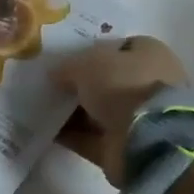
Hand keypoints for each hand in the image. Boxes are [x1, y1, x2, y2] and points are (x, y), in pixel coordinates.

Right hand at [52, 36, 190, 185]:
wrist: (147, 139)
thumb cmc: (123, 85)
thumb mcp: (87, 64)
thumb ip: (68, 67)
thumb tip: (54, 74)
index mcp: (150, 55)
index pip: (120, 47)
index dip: (94, 50)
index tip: (68, 57)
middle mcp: (148, 84)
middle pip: (108, 80)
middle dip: (81, 83)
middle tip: (51, 83)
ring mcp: (139, 117)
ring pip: (100, 110)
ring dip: (74, 110)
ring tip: (42, 106)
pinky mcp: (126, 145)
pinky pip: (93, 137)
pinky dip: (73, 135)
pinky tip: (47, 130)